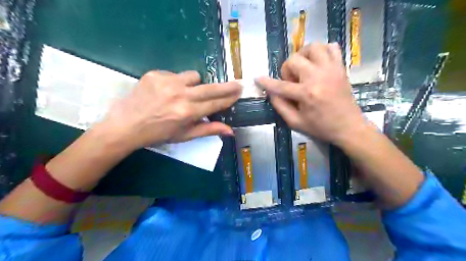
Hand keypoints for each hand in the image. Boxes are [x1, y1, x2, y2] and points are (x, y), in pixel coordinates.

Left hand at [97, 70, 239, 150]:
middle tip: (237, 84)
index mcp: (188, 112)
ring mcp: (167, 82)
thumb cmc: (158, 134)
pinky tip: (166, 92)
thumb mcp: (184, 135)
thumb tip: (231, 131)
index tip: (239, 92)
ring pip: (193, 76)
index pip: (215, 103)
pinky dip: (176, 82)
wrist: (126, 125)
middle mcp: (180, 95)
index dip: (229, 98)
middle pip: (211, 87)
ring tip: (184, 93)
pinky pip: (175, 74)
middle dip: (226, 86)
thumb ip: (209, 130)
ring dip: (195, 84)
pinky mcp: (155, 74)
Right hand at [256, 42, 369, 144]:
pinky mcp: (341, 68)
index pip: (280, 85)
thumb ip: (280, 106)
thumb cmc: (321, 127)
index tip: (257, 78)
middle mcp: (319, 77)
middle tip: (291, 81)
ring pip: (313, 47)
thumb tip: (271, 93)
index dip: (267, 82)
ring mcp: (332, 70)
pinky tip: (318, 63)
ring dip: (303, 55)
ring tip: (303, 68)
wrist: (349, 127)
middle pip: (294, 59)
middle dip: (287, 69)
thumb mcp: (296, 123)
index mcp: (307, 94)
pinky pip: (332, 47)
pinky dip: (322, 51)